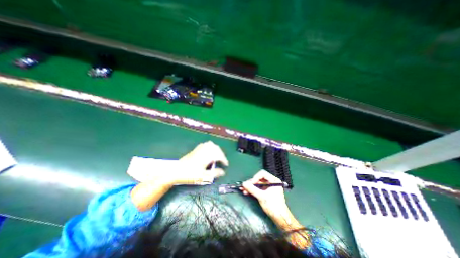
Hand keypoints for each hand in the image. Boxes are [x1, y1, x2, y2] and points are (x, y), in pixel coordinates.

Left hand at [172, 141, 228, 185]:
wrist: (176, 171)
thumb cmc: (190, 175)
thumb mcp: (203, 176)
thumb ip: (214, 174)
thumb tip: (223, 172)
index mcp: (207, 156)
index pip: (219, 155)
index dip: (224, 160)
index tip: (226, 165)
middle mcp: (204, 150)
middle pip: (216, 148)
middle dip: (221, 154)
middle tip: (222, 160)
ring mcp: (199, 149)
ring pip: (211, 145)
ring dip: (216, 149)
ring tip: (217, 155)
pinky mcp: (195, 149)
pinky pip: (205, 145)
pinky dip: (210, 147)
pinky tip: (209, 151)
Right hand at [241, 170, 286, 218]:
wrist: (280, 219)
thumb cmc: (274, 206)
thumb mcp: (262, 197)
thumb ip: (252, 189)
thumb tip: (243, 184)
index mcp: (274, 180)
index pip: (262, 174)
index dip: (255, 178)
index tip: (250, 184)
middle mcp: (271, 182)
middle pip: (259, 179)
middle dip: (251, 183)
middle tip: (244, 187)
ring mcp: (269, 187)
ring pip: (257, 184)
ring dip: (251, 187)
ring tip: (243, 190)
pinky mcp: (266, 192)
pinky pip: (258, 189)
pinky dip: (253, 190)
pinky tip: (247, 192)